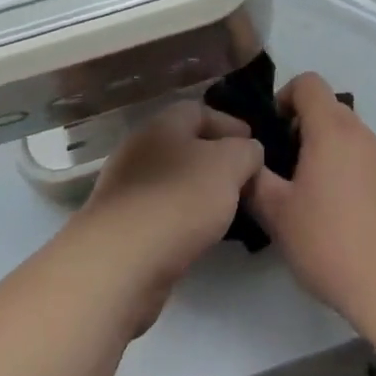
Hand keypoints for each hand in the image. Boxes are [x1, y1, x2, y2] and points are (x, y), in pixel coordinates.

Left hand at [75, 100, 264, 333]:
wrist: (120, 264)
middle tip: (245, 181)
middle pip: (185, 146)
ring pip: (173, 181)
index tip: (255, 147)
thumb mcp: (230, 165)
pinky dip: (182, 219)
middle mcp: (140, 149)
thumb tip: (248, 153)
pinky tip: (198, 236)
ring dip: (199, 192)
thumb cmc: (179, 200)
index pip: (200, 111)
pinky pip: (161, 213)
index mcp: (163, 124)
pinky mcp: (121, 227)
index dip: (231, 125)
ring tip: (227, 212)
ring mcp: (126, 189)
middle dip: (217, 161)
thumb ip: (247, 152)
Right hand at [247, 73, 375, 327]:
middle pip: (326, 107)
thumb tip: (246, 162)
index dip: (284, 97)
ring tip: (305, 196)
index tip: (270, 132)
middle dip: (299, 127)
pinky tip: (334, 215)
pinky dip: (342, 169)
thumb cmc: (332, 242)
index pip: (308, 83)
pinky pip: (361, 158)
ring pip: (344, 135)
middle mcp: (360, 133)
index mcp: (331, 129)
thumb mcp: (278, 214)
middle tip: (281, 168)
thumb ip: (254, 180)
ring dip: (321, 150)